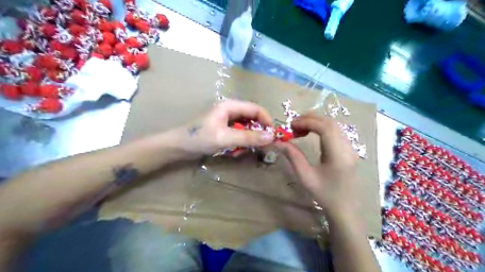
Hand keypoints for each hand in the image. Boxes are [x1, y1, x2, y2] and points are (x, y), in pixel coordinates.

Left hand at [171, 99, 275, 159]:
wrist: (177, 147)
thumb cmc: (199, 139)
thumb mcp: (225, 138)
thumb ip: (249, 137)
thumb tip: (272, 137)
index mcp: (230, 106)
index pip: (256, 109)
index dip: (267, 121)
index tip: (273, 137)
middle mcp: (231, 110)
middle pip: (252, 119)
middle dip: (256, 134)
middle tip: (256, 148)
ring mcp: (227, 120)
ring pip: (246, 129)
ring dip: (246, 141)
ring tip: (237, 152)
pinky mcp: (224, 129)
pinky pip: (238, 135)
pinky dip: (238, 144)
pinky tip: (231, 152)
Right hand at [274, 112, 357, 218]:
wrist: (345, 209)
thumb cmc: (324, 195)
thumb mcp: (305, 177)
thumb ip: (293, 156)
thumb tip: (278, 141)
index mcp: (338, 155)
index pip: (325, 128)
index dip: (307, 122)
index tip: (291, 126)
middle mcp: (347, 148)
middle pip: (330, 122)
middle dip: (310, 119)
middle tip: (293, 126)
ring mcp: (350, 148)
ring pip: (333, 125)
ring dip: (316, 122)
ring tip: (300, 130)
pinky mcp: (349, 150)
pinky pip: (335, 131)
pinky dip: (321, 128)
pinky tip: (311, 134)